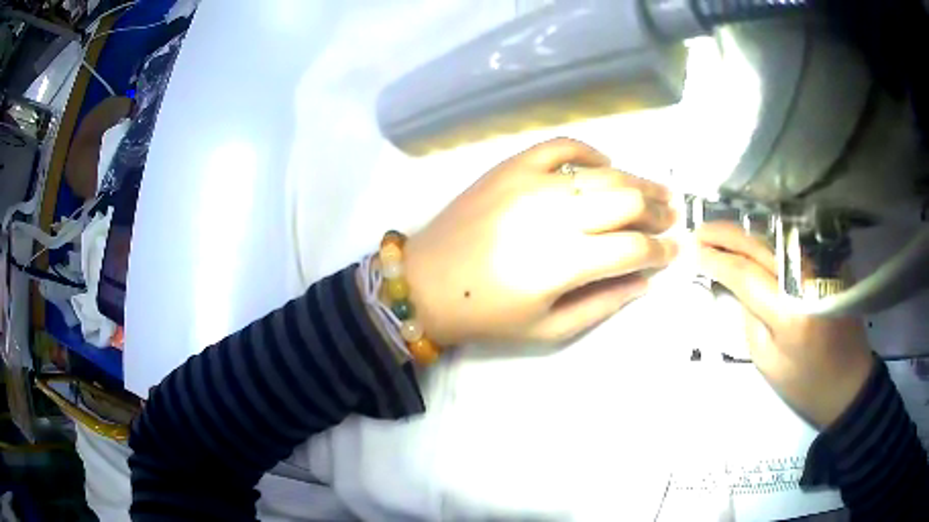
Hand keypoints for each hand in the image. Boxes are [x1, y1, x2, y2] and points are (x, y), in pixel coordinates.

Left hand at [403, 138, 677, 346]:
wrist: (425, 282)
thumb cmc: (486, 315)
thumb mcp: (548, 328)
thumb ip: (603, 303)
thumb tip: (645, 281)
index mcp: (566, 262)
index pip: (635, 248)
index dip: (662, 250)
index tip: (677, 250)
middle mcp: (556, 214)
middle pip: (627, 200)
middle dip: (659, 211)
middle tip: (673, 216)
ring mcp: (532, 183)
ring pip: (603, 172)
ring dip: (638, 180)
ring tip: (658, 189)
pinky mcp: (511, 167)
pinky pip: (560, 146)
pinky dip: (588, 151)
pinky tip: (604, 163)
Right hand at [696, 222, 874, 427]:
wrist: (848, 382)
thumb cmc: (805, 383)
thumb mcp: (768, 362)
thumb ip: (750, 319)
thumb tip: (736, 287)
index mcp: (789, 311)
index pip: (744, 273)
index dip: (715, 260)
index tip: (691, 252)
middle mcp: (805, 278)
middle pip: (759, 245)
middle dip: (725, 235)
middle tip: (698, 233)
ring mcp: (821, 266)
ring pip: (776, 238)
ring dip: (744, 232)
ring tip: (719, 233)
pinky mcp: (830, 264)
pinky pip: (793, 244)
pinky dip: (769, 238)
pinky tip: (754, 240)